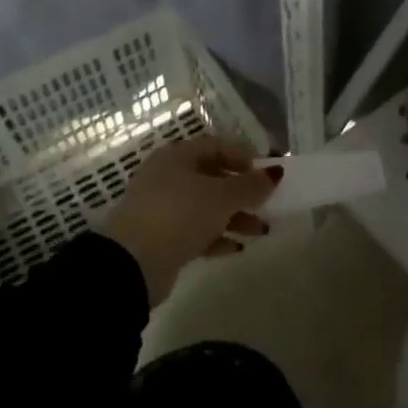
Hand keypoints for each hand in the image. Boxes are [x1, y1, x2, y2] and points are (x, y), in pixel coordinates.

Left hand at [102, 135, 279, 304]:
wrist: (134, 262)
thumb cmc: (180, 214)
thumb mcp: (222, 196)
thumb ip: (250, 185)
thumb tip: (274, 174)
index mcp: (177, 157)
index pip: (215, 146)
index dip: (243, 156)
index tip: (267, 173)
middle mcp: (167, 177)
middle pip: (212, 177)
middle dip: (242, 191)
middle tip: (267, 204)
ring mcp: (162, 208)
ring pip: (206, 206)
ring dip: (235, 217)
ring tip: (261, 231)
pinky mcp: (161, 237)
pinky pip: (196, 231)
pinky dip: (218, 236)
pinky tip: (237, 247)